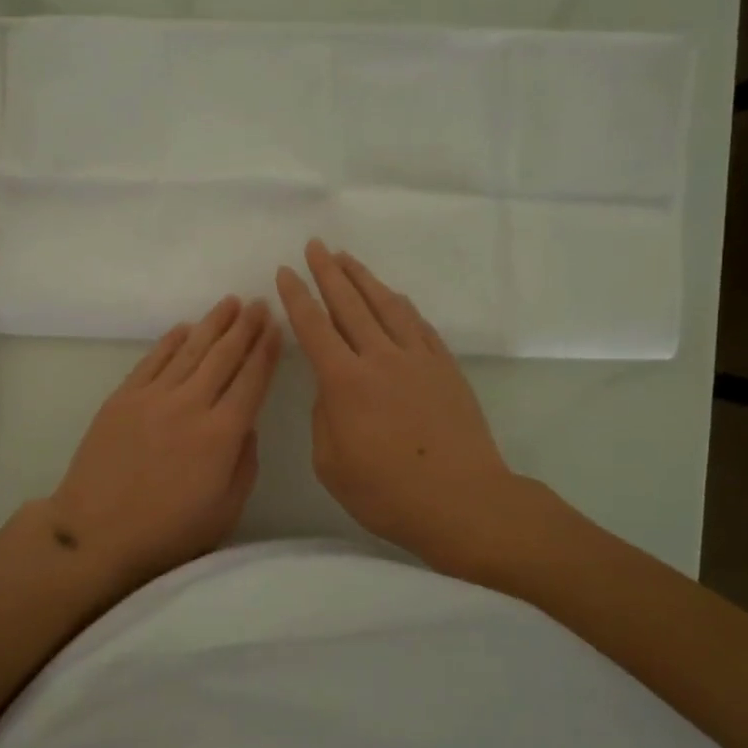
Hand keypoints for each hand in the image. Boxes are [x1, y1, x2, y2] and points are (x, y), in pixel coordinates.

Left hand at [48, 295, 282, 588]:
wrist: (95, 534)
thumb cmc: (168, 533)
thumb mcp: (225, 510)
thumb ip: (245, 464)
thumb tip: (247, 425)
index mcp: (221, 435)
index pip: (251, 381)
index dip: (266, 352)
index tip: (277, 328)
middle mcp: (190, 405)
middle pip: (224, 357)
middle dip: (246, 328)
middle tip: (260, 305)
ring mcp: (153, 397)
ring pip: (190, 350)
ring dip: (213, 324)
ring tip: (231, 304)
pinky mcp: (123, 397)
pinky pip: (153, 359)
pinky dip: (172, 340)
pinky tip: (186, 328)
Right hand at [277, 241, 526, 566]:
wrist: (463, 501)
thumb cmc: (388, 493)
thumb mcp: (332, 465)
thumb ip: (324, 419)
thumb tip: (331, 389)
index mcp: (345, 382)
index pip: (314, 328)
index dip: (297, 297)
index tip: (285, 271)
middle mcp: (380, 358)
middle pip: (350, 304)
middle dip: (329, 272)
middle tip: (315, 246)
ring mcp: (417, 359)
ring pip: (386, 306)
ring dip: (364, 279)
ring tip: (347, 258)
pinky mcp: (445, 367)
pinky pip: (418, 324)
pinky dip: (401, 305)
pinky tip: (393, 296)